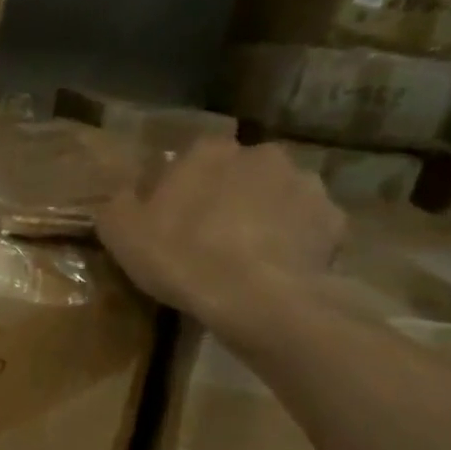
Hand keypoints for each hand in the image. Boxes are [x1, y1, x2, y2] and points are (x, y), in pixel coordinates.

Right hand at [95, 139, 343, 344]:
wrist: (256, 297)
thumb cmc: (180, 256)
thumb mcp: (120, 232)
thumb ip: (118, 204)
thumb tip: (124, 194)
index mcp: (208, 152)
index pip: (191, 158)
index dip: (180, 188)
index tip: (171, 217)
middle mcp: (261, 155)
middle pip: (238, 173)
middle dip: (226, 196)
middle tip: (209, 236)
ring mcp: (304, 184)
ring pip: (276, 196)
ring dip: (263, 215)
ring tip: (245, 256)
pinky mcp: (333, 220)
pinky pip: (306, 226)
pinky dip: (293, 241)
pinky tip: (275, 269)